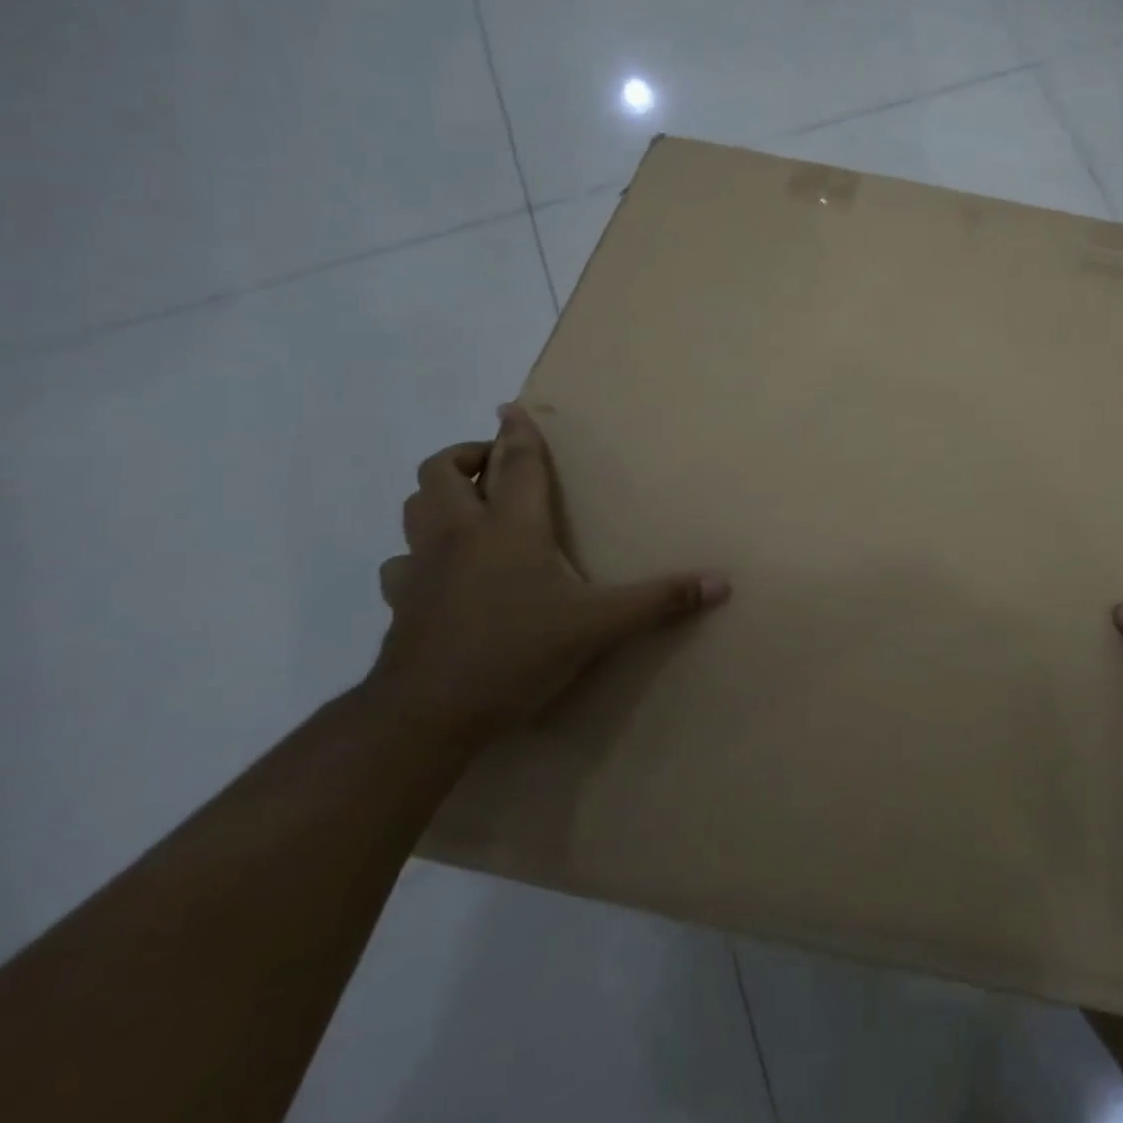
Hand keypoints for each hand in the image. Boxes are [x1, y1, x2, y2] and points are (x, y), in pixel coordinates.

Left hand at [369, 403, 729, 744]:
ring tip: (472, 508)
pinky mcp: (400, 601)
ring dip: (439, 496)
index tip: (510, 408)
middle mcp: (459, 535)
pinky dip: (419, 552)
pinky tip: (443, 571)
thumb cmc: (517, 654)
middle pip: (441, 471)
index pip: (512, 463)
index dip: (515, 432)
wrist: (427, 715)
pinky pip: (401, 560)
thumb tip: (722, 584)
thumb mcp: (600, 626)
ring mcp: (421, 567)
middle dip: (467, 457)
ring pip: (414, 507)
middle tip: (497, 469)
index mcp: (508, 528)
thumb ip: (660, 600)